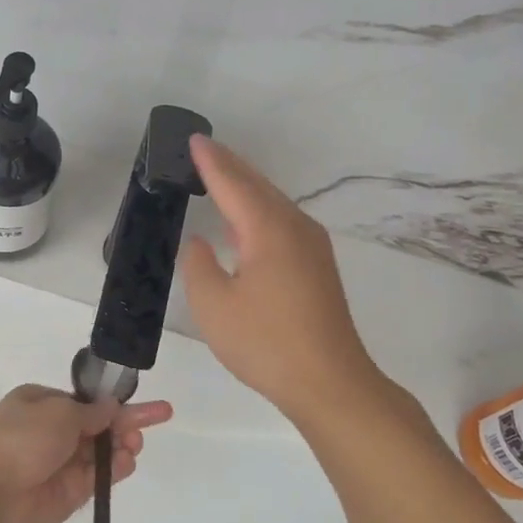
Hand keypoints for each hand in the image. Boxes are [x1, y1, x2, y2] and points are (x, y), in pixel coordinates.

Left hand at [0, 384, 173, 522]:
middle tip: (153, 421)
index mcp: (43, 403)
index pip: (87, 402)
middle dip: (125, 423)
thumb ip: (90, 412)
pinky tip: (128, 461)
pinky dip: (116, 470)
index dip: (115, 402)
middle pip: (99, 426)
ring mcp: (62, 464)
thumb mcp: (58, 411)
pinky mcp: (69, 493)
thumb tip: (111, 407)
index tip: (145, 404)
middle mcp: (53, 432)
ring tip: (134, 444)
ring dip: (123, 445)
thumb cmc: (20, 438)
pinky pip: (98, 478)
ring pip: (102, 452)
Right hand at [180, 136, 384, 422]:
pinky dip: (258, 209)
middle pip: (257, 185)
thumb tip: (201, 242)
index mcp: (268, 229)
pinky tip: (245, 221)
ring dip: (245, 186)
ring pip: (273, 202)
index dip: (210, 161)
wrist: (330, 382)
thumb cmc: (266, 343)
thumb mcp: (214, 306)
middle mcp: (294, 227)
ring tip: (219, 176)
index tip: (192, 140)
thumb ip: (199, 265)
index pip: (232, 183)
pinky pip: (282, 221)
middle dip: (229, 166)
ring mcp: (312, 246)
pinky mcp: (317, 266)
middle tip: (202, 150)